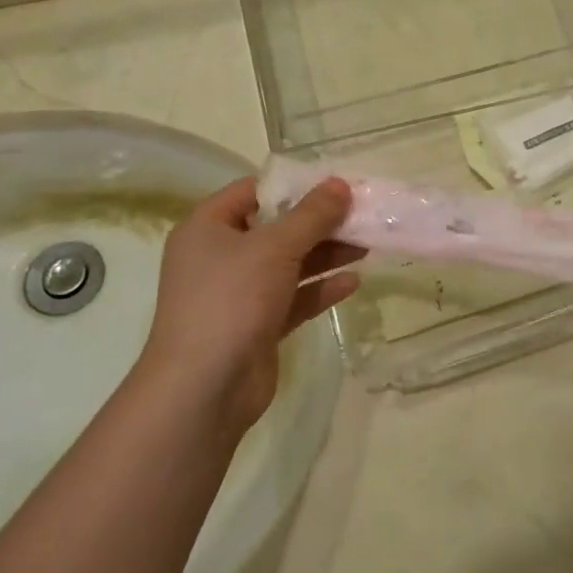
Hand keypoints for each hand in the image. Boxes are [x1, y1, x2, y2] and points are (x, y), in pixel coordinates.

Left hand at [139, 177, 362, 438]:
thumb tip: (340, 184)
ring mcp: (238, 293)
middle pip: (276, 228)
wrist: (204, 389)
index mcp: (208, 227)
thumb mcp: (275, 247)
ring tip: (368, 244)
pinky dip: (320, 288)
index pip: (252, 191)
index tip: (335, 183)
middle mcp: (219, 256)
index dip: (293, 185)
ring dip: (326, 254)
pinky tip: (354, 281)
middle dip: (319, 222)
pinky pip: (293, 297)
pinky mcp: (257, 325)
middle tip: (361, 214)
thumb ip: (312, 215)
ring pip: (288, 264)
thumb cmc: (231, 300)